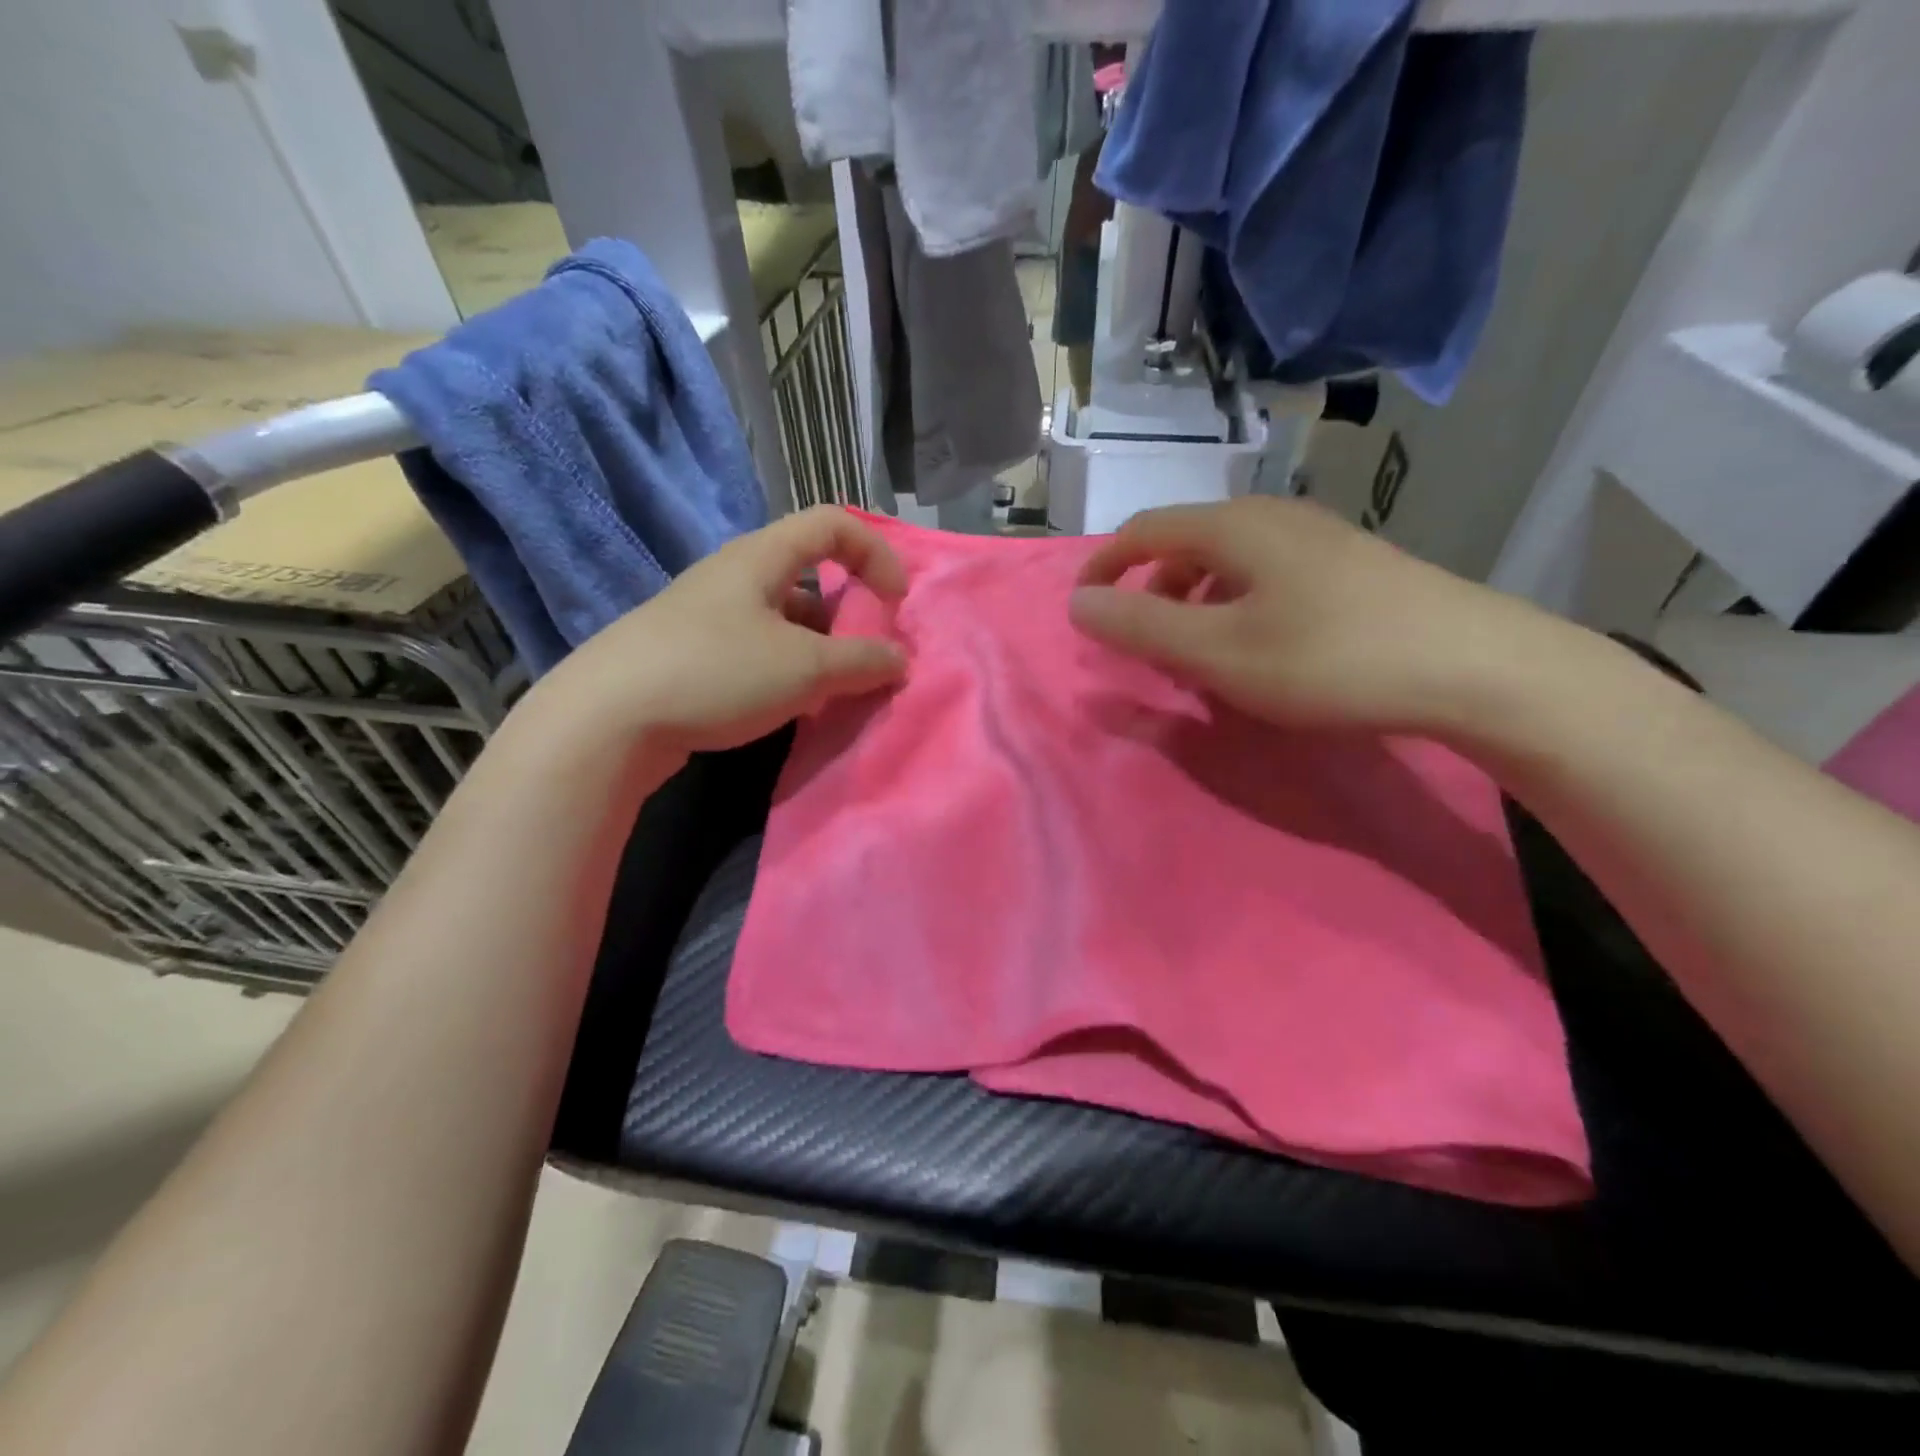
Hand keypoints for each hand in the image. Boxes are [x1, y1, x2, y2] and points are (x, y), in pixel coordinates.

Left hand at [529, 506, 907, 756]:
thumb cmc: (717, 673)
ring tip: (830, 692)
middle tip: (863, 658)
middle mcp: (731, 576)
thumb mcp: (804, 669)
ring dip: (817, 648)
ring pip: (781, 618)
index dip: (875, 552)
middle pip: (807, 575)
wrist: (606, 720)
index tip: (895, 602)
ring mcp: (705, 616)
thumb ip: (861, 661)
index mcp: (760, 558)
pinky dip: (785, 669)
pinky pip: (755, 648)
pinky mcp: (689, 654)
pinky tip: (787, 707)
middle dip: (847, 613)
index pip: (832, 523)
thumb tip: (899, 659)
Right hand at [1069, 497, 1555, 733]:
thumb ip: (1141, 626)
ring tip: (1199, 653)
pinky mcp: (1351, 565)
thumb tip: (1077, 603)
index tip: (1083, 607)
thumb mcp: (1218, 651)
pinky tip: (1259, 646)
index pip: (1144, 529)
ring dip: (1195, 601)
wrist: (1475, 666)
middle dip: (1151, 589)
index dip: (1104, 565)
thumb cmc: (1329, 658)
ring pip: (1229, 560)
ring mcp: (1319, 537)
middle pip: (1187, 541)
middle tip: (1145, 643)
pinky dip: (1236, 605)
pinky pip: (1267, 575)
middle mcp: (1274, 516)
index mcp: (1234, 527)